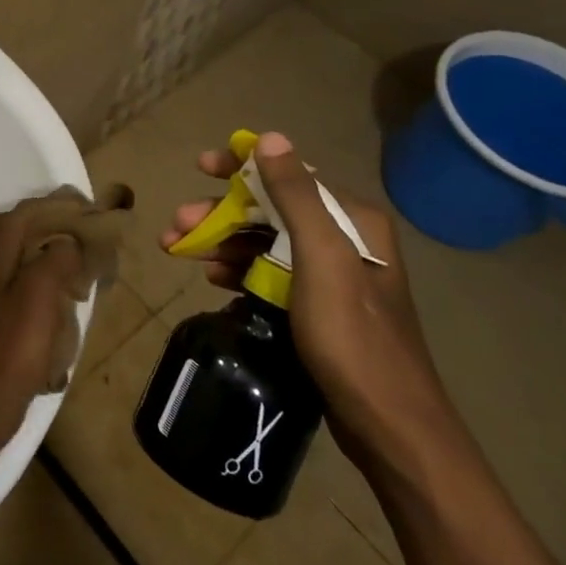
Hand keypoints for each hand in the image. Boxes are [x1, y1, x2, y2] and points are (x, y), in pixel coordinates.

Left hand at [0, 203, 78, 443]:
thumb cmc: (14, 342)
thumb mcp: (41, 292)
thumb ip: (55, 257)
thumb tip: (67, 244)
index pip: (22, 213)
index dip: (55, 206)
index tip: (86, 207)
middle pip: (4, 227)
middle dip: (36, 222)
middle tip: (70, 230)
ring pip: (5, 255)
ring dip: (33, 250)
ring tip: (67, 261)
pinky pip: (10, 283)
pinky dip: (31, 279)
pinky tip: (51, 295)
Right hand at [161, 132, 451, 471]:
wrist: (388, 426)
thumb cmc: (352, 337)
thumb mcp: (321, 259)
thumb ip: (296, 196)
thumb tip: (270, 138)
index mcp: (352, 221)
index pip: (288, 175)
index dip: (240, 168)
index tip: (200, 166)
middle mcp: (345, 240)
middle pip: (270, 210)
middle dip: (220, 214)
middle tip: (176, 226)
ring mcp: (331, 276)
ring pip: (265, 242)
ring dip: (222, 242)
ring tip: (181, 252)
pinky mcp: (319, 306)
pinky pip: (269, 273)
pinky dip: (239, 270)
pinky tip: (213, 279)